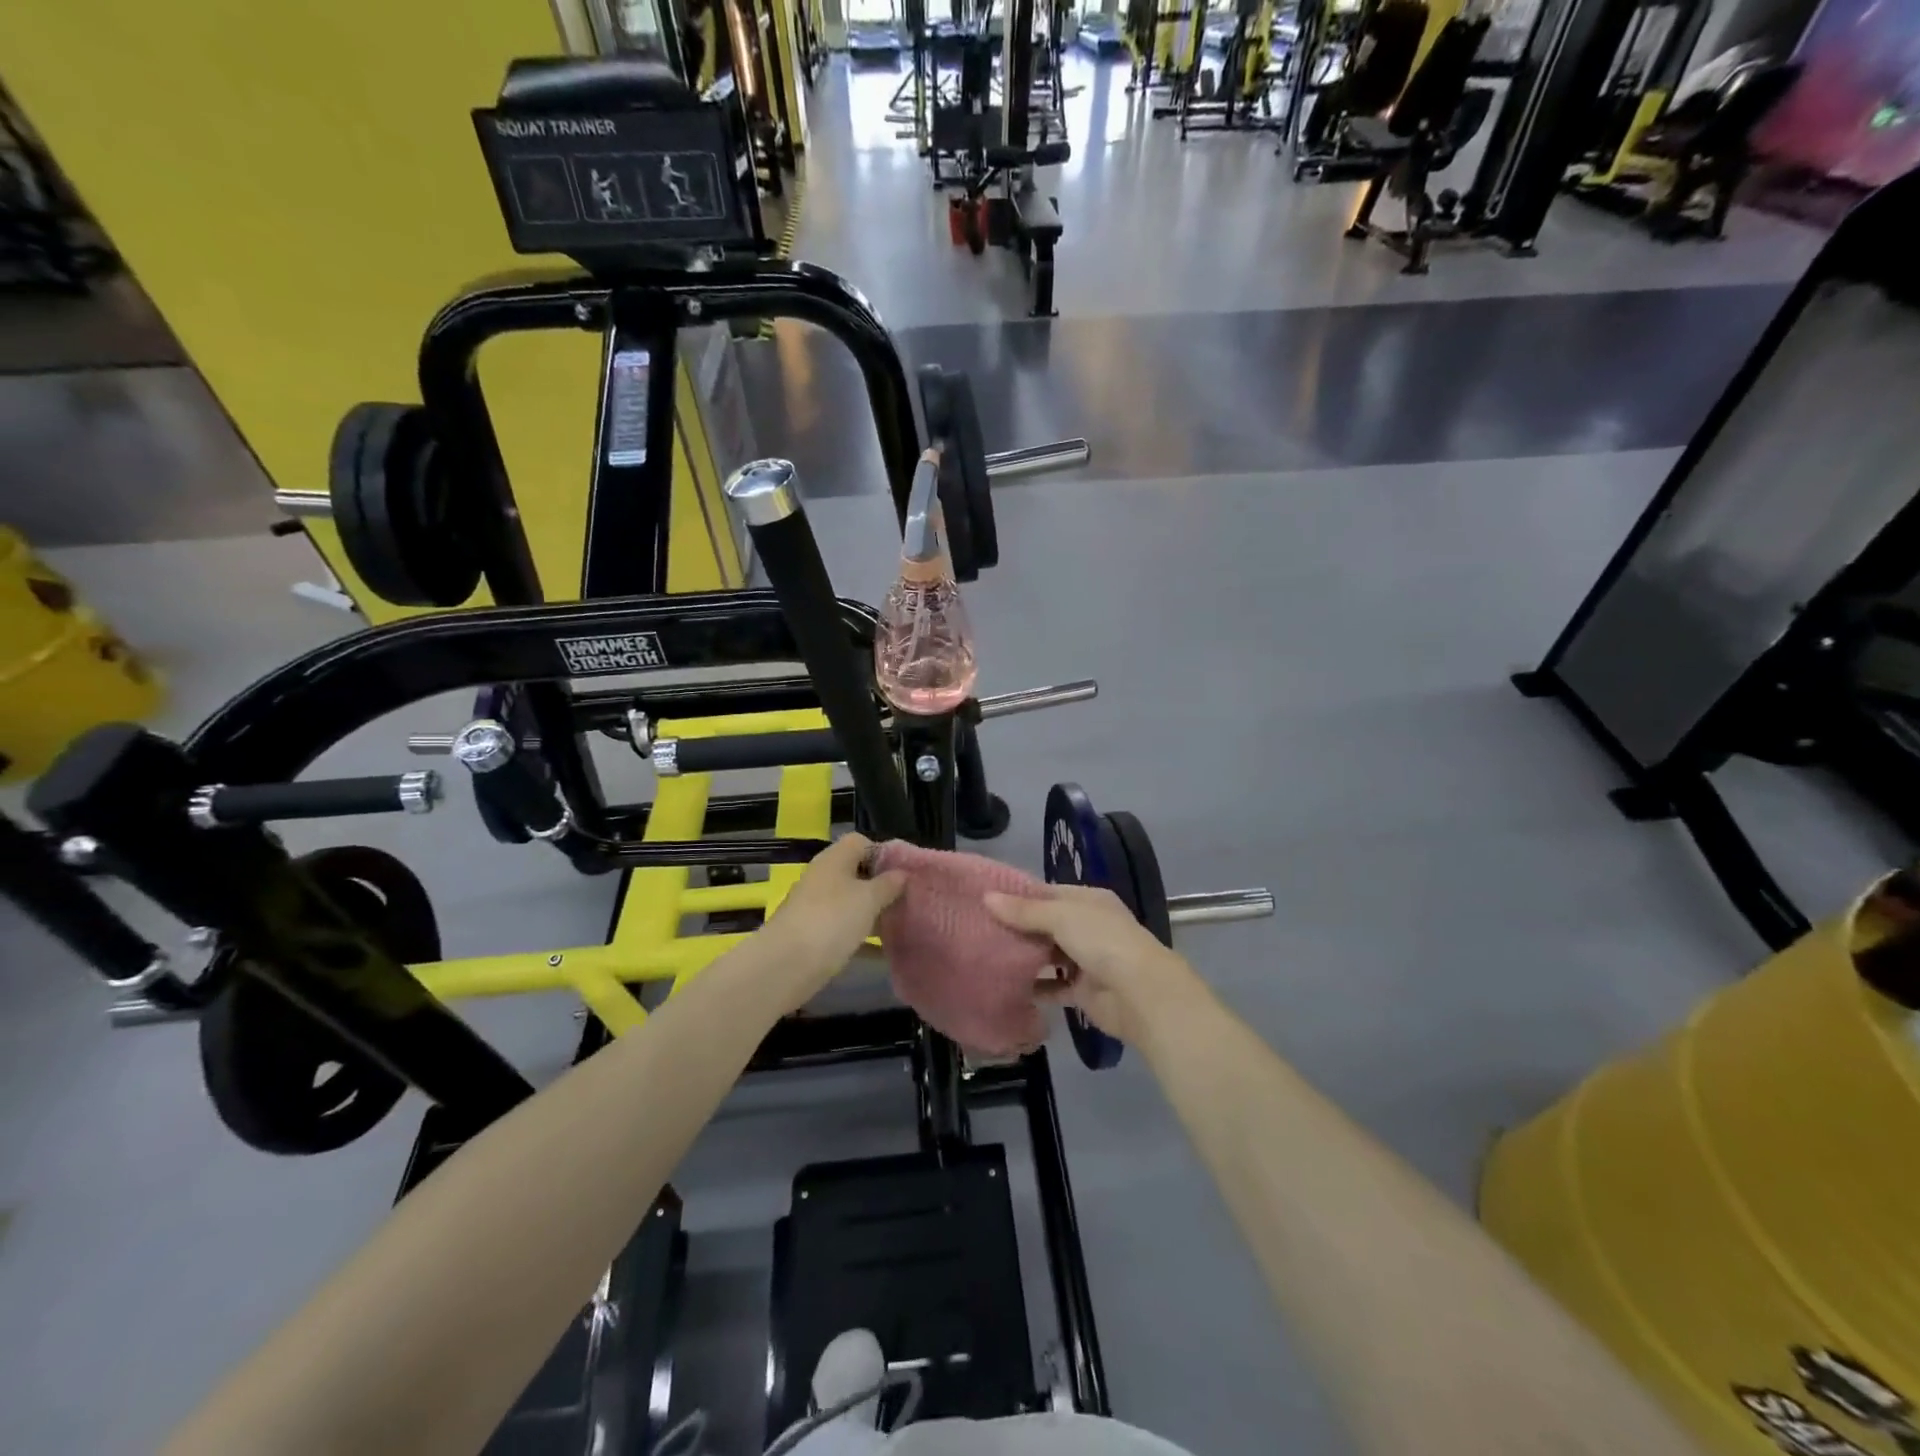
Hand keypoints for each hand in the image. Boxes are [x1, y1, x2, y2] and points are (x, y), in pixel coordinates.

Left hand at [763, 834, 906, 1004]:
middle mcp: (823, 878)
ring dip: (873, 913)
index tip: (905, 873)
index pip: (861, 842)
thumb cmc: (832, 920)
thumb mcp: (868, 899)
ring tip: (901, 925)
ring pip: (851, 903)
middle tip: (908, 901)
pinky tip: (884, 952)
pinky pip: (844, 929)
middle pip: (857, 873)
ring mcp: (816, 907)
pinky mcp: (813, 935)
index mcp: (834, 859)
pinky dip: (862, 938)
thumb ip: (888, 885)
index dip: (884, 853)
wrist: (785, 966)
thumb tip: (902, 874)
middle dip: (882, 887)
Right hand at [984, 884, 1206, 1046]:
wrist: (1140, 994)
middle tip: (980, 928)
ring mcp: (1087, 959)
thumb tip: (987, 897)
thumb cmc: (1102, 942)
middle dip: (1019, 927)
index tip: (986, 899)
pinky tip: (1008, 985)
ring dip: (1025, 956)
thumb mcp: (1061, 917)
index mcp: (1089, 900)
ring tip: (988, 954)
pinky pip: (1054, 986)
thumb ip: (1024, 911)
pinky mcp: (1083, 991)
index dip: (1020, 896)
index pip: (1049, 893)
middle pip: (1047, 924)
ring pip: (1049, 954)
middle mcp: (1089, 926)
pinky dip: (1036, 986)